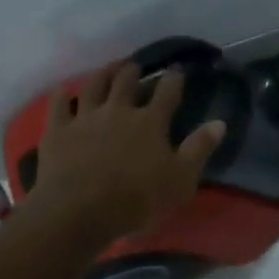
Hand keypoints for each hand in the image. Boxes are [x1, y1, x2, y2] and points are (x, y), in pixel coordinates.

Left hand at [29, 62, 225, 238]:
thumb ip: (199, 149)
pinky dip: (63, 96)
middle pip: (126, 82)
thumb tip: (219, 122)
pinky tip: (64, 91)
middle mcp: (118, 110)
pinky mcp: (58, 130)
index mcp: (150, 121)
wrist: (80, 211)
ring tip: (108, 68)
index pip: (167, 92)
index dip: (174, 79)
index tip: (177, 70)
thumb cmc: (138, 199)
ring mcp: (85, 117)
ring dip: (102, 74)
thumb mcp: (181, 179)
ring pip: (94, 86)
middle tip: (136, 67)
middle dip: (134, 71)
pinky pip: (59, 105)